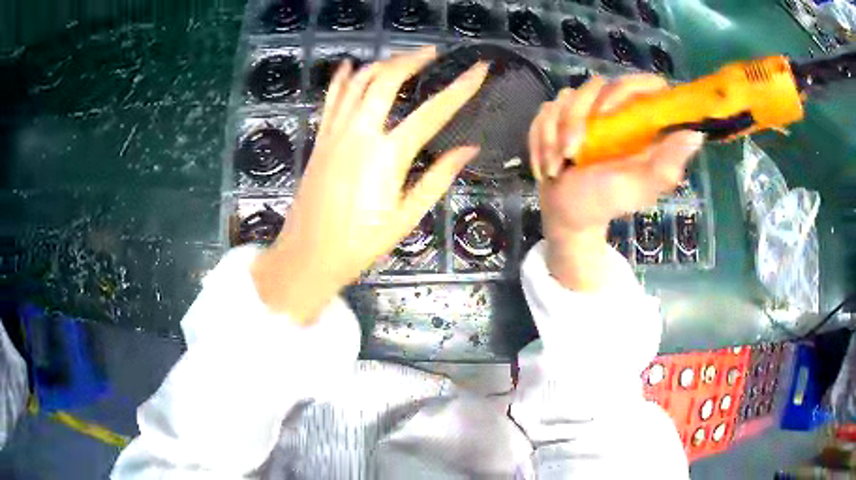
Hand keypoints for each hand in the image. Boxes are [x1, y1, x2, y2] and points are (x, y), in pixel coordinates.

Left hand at [252, 47, 488, 323]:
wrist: (308, 254)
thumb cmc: (360, 243)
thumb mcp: (407, 217)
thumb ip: (438, 178)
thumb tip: (469, 149)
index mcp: (388, 155)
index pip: (433, 111)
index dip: (461, 87)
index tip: (479, 69)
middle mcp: (360, 133)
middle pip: (387, 80)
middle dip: (412, 59)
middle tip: (432, 52)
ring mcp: (335, 132)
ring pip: (358, 82)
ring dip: (381, 64)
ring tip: (401, 59)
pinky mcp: (320, 139)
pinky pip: (331, 98)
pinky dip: (342, 79)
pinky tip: (350, 66)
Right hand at [528, 74, 703, 289]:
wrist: (568, 213)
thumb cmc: (606, 201)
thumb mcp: (640, 187)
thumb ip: (667, 163)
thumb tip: (696, 134)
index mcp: (642, 123)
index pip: (648, 85)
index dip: (629, 90)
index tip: (609, 117)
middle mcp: (617, 109)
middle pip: (598, 84)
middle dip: (578, 119)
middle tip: (574, 153)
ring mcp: (585, 109)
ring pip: (567, 96)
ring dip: (556, 133)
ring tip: (559, 165)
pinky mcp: (559, 114)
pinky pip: (545, 110)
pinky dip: (541, 139)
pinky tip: (548, 164)